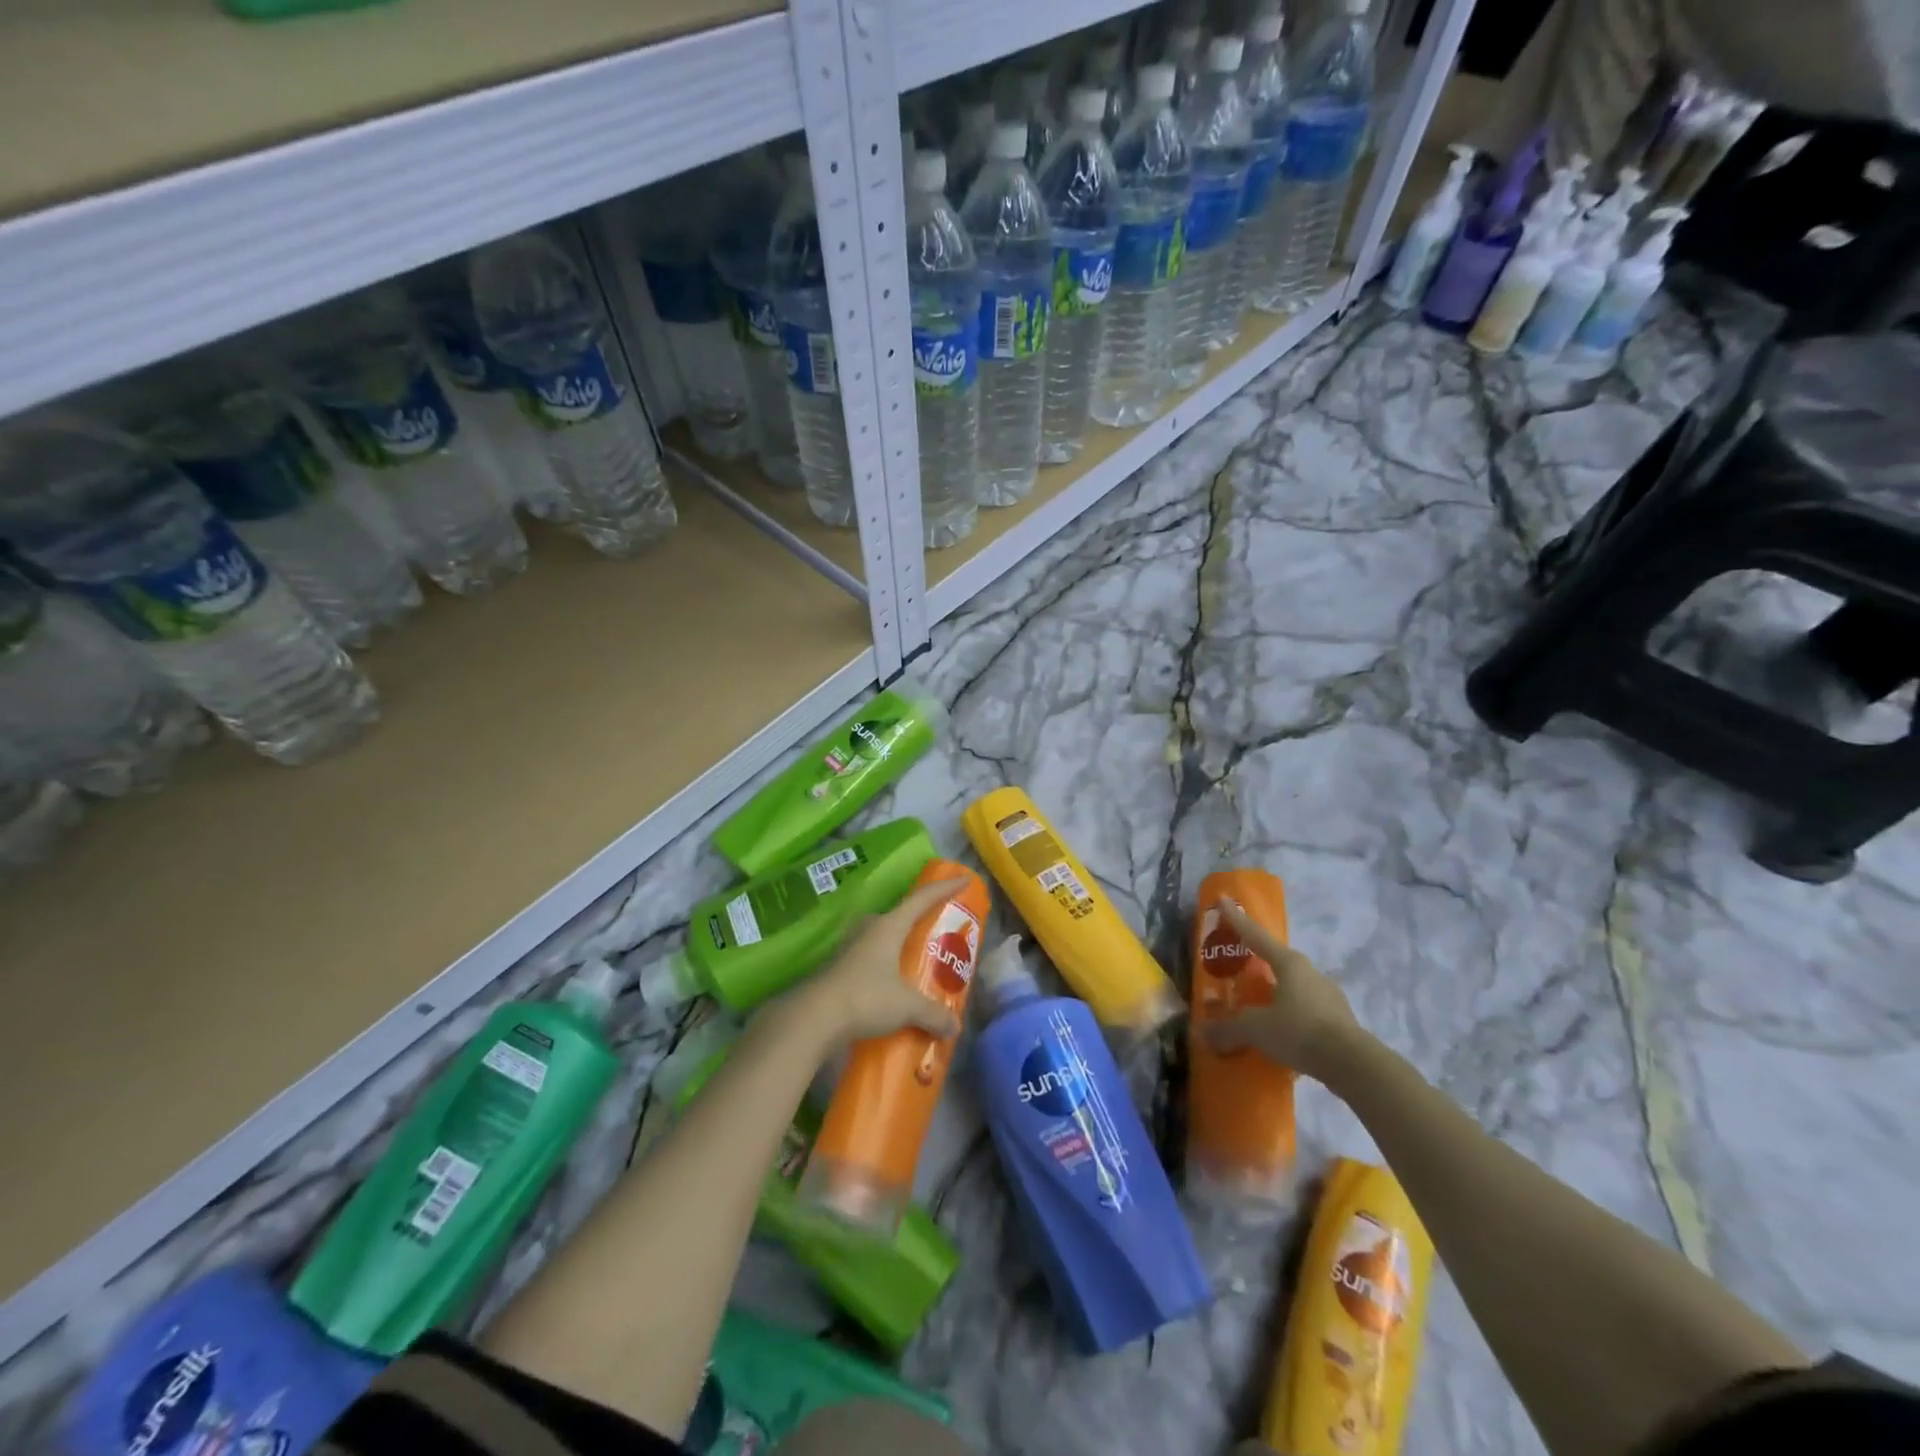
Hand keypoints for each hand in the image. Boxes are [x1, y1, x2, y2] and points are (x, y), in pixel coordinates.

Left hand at [793, 877, 968, 1045]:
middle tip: (939, 933)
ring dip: (900, 946)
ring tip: (918, 962)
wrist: (813, 1018)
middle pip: (900, 916)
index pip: (922, 899)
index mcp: (889, 926)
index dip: (945, 888)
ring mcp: (851, 946)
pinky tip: (893, 986)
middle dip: (920, 921)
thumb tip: (954, 1026)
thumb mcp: (906, 1006)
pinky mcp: (840, 967)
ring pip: (883, 938)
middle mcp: (869, 929)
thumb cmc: (865, 998)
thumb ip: (933, 1014)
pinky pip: (871, 958)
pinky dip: (886, 967)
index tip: (964, 879)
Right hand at [1203, 898, 1364, 1083]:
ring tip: (1259, 1009)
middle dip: (1258, 962)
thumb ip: (1228, 1028)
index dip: (1236, 919)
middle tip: (1239, 967)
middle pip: (1278, 961)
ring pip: (1294, 988)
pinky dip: (1291, 1017)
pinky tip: (1282, 1035)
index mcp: (1289, 963)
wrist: (1353, 1065)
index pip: (1255, 935)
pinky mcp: (1340, 1020)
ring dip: (1276, 993)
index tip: (1224, 900)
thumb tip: (1202, 1033)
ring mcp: (1329, 996)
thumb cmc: (1299, 1030)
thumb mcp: (1256, 1029)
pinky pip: (1307, 1011)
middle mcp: (1310, 972)